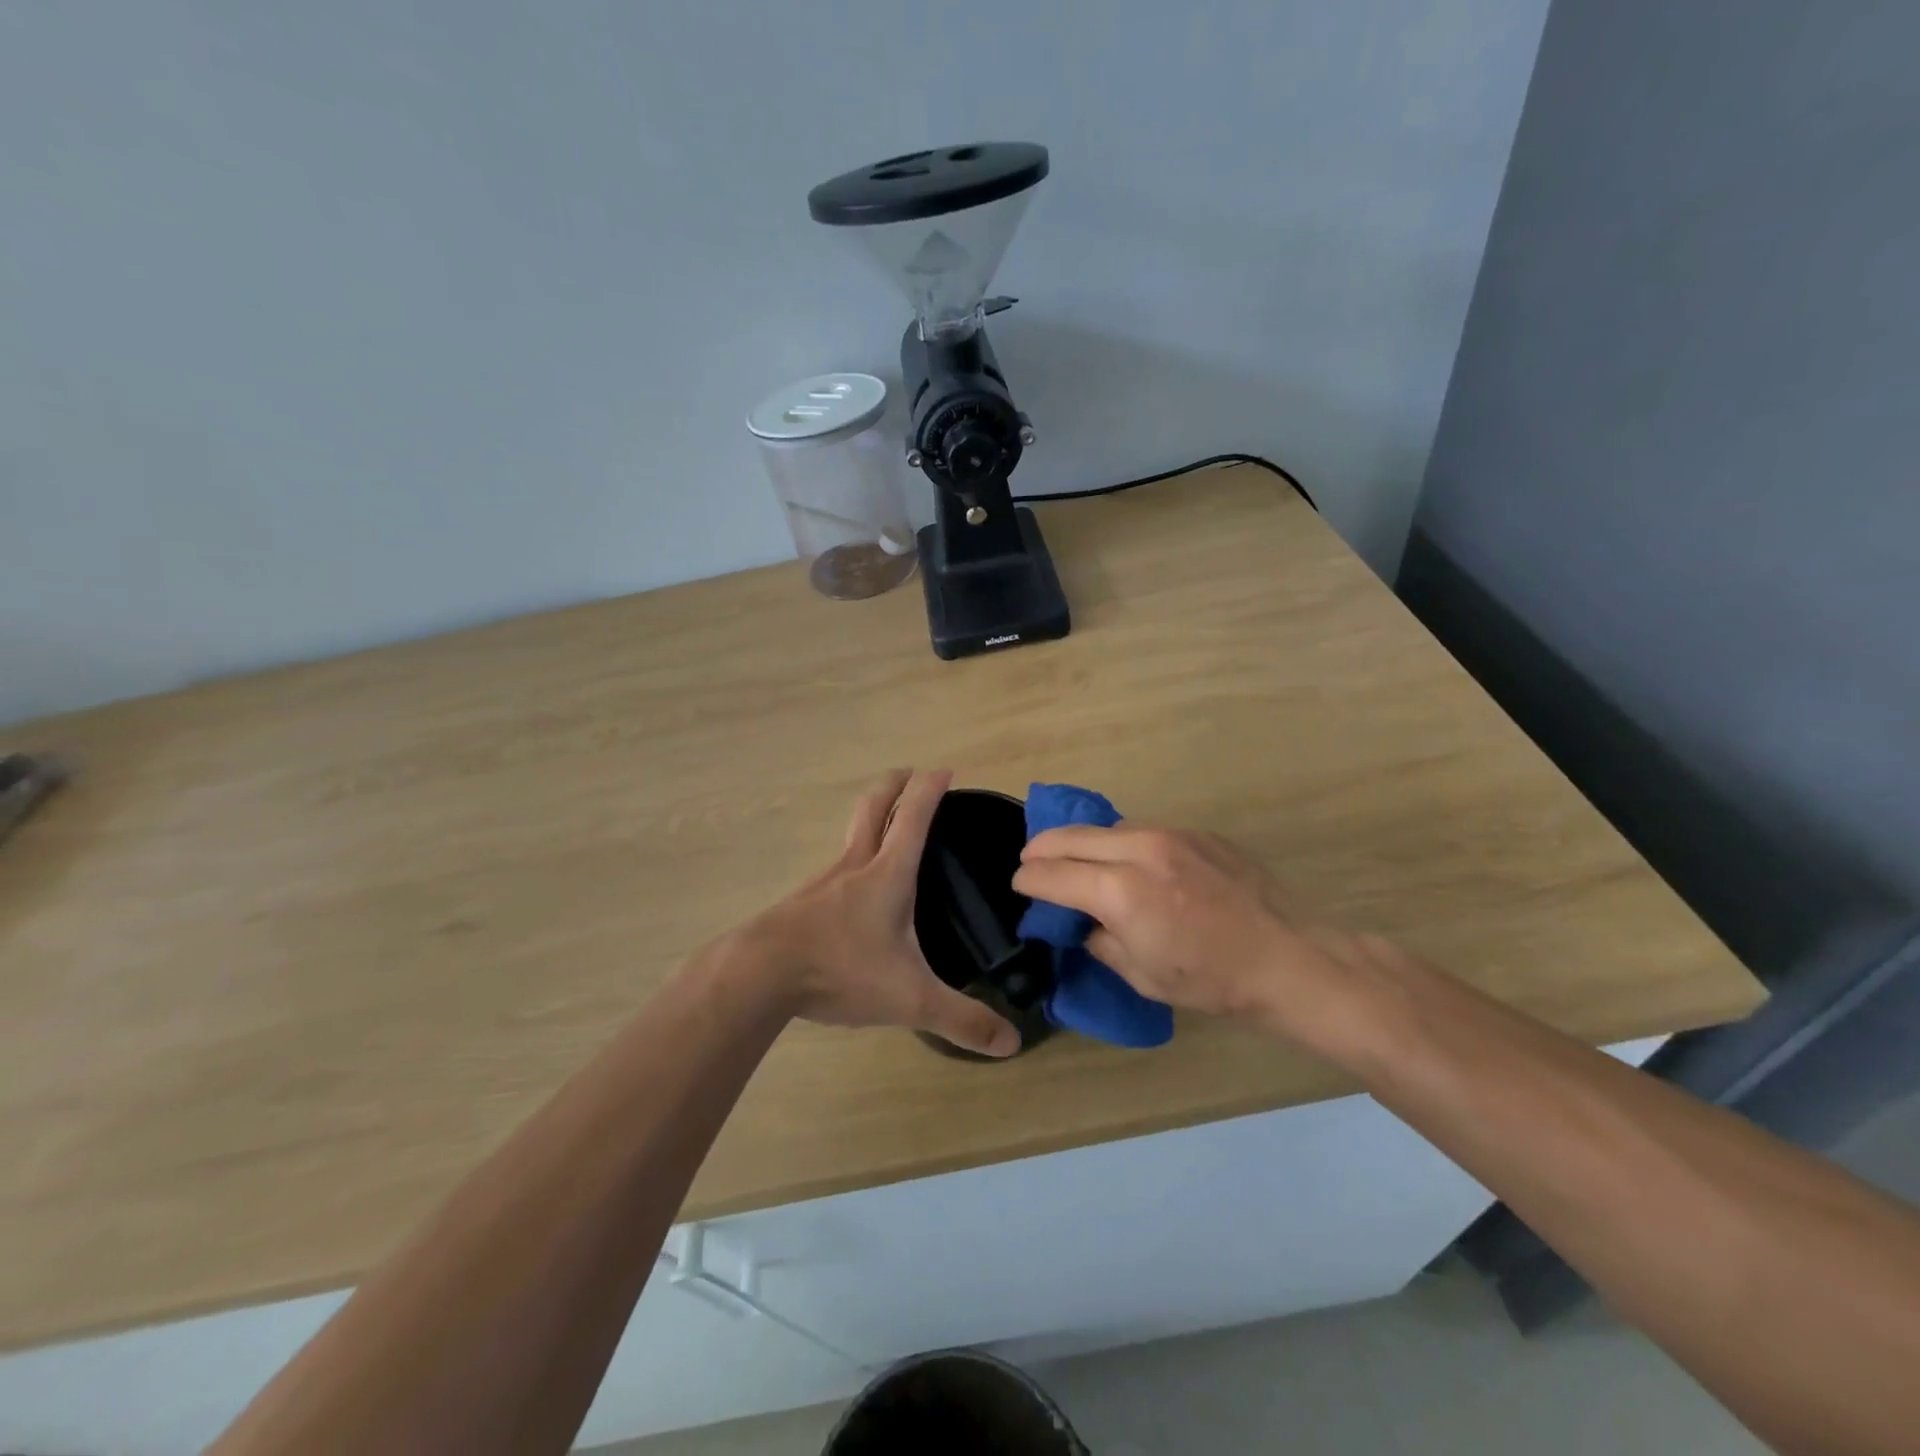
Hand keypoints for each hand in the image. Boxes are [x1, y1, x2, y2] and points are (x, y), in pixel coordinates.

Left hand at [735, 769, 1019, 1058]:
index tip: (944, 770)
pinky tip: (851, 889)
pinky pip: (833, 869)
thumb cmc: (840, 970)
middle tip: (909, 774)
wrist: (757, 975)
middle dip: (893, 785)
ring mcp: (822, 882)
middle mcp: (854, 867)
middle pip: (873, 809)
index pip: (914, 818)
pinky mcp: (801, 904)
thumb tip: (1011, 1043)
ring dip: (869, 820)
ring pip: (850, 836)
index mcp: (887, 875)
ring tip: (886, 830)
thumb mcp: (910, 999)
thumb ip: (961, 1019)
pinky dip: (850, 859)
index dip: (930, 790)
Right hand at [1011, 823, 1387, 1042]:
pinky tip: (1128, 863)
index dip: (1028, 879)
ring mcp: (1171, 834)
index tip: (1019, 884)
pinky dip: (1121, 844)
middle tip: (1030, 861)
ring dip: (1082, 842)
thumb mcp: (1142, 976)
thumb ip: (1101, 941)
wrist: (1287, 957)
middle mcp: (1140, 850)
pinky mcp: (1196, 832)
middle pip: (1071, 837)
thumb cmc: (1211, 980)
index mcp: (1121, 891)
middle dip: (1042, 848)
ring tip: (1075, 859)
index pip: (1053, 874)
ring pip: (1106, 828)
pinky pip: (1142, 831)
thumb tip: (1085, 922)